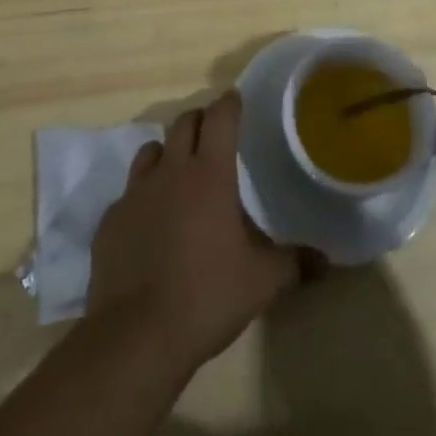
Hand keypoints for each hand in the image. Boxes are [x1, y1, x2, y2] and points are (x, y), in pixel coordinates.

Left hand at [87, 92, 299, 373]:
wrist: (136, 336)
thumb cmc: (207, 297)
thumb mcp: (262, 283)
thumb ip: (294, 263)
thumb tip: (325, 261)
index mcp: (209, 174)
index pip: (220, 118)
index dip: (230, 104)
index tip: (236, 99)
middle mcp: (170, 172)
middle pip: (183, 123)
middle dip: (200, 120)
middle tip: (214, 134)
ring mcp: (135, 193)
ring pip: (151, 151)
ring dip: (168, 152)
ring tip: (180, 173)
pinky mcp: (110, 220)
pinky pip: (128, 193)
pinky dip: (143, 196)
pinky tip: (151, 223)